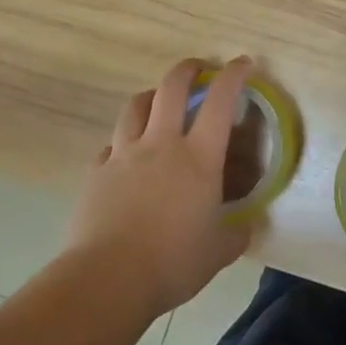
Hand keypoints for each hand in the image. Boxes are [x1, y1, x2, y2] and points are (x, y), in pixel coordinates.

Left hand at [63, 58, 254, 320]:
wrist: (106, 281)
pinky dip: (123, 141)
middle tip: (199, 69)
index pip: (220, 100)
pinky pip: (111, 144)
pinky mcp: (96, 173)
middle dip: (188, 69)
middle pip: (172, 86)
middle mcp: (162, 143)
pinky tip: (127, 155)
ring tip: (160, 102)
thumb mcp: (217, 252)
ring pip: (136, 106)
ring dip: (152, 96)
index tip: (243, 63)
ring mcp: (124, 155)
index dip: (233, 75)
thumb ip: (236, 234)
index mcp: (199, 156)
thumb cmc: (172, 262)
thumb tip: (249, 228)